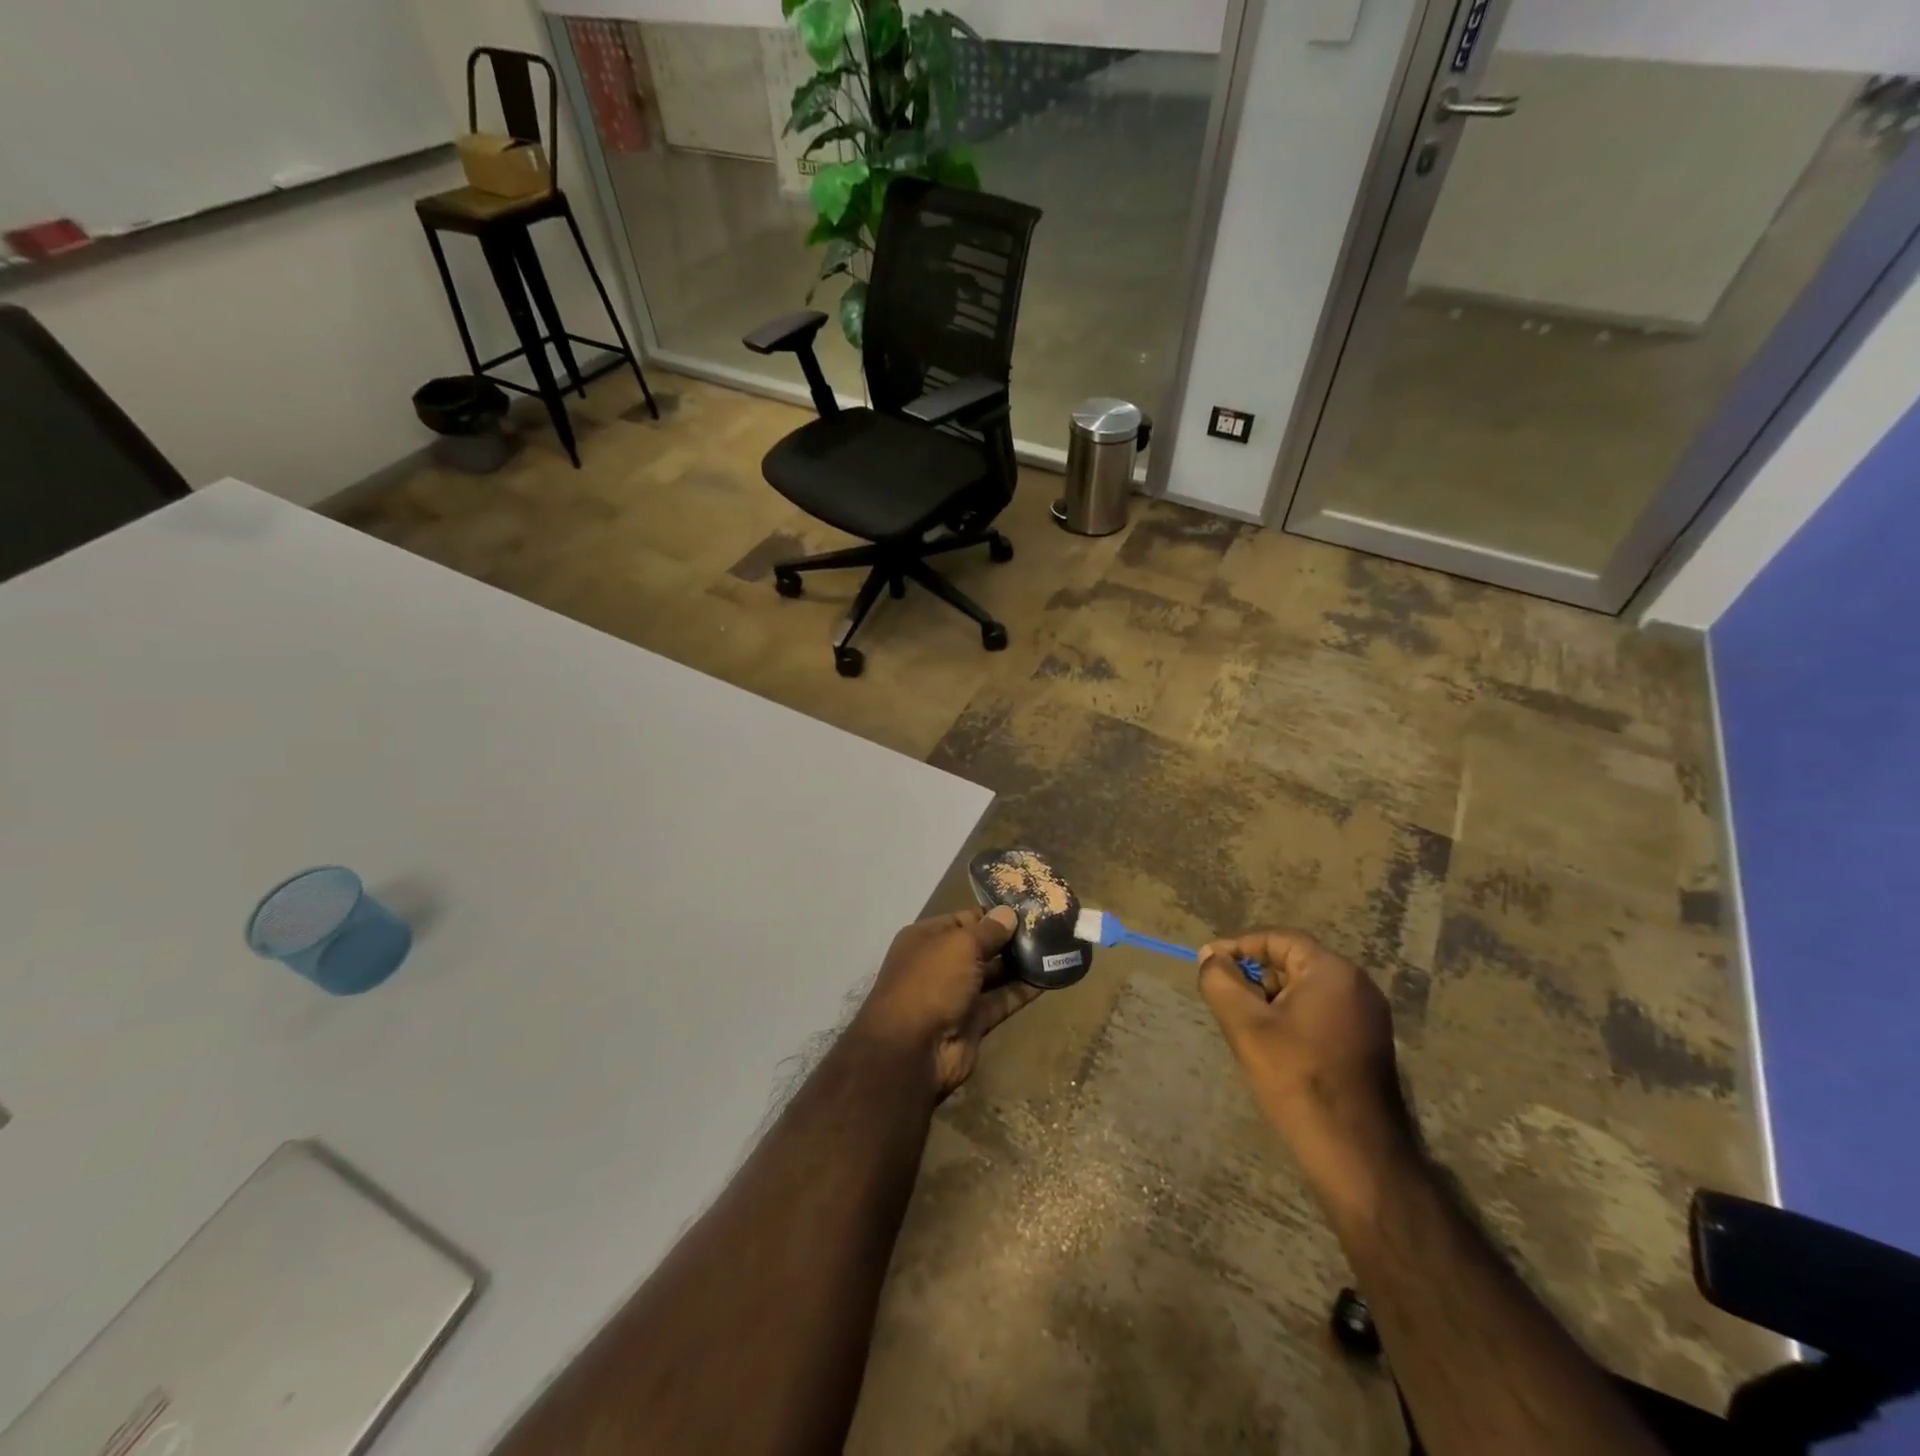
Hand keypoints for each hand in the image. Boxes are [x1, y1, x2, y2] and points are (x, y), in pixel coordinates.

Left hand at [853, 907, 1041, 1099]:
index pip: (965, 919)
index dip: (994, 915)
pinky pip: (1001, 1000)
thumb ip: (988, 931)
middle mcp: (940, 963)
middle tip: (1049, 928)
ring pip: (993, 974)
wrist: (912, 1050)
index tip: (1029, 909)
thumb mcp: (960, 945)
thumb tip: (1008, 913)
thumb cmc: (931, 982)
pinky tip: (1049, 979)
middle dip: (1010, 938)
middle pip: (980, 946)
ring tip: (1053, 949)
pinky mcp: (973, 1022)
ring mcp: (956, 994)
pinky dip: (1022, 991)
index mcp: (927, 938)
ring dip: (1020, 964)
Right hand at [1197, 931, 1417, 1219]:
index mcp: (1333, 972)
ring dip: (1271, 1001)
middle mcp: (1358, 986)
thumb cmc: (1297, 1079)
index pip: (1277, 939)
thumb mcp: (1245, 1025)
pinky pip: (1321, 1014)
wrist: (1356, 1155)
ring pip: (1305, 991)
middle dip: (1254, 978)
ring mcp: (1368, 1017)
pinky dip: (1292, 1020)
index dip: (1238, 948)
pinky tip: (1275, 1050)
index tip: (1207, 965)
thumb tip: (1209, 956)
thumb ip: (1220, 981)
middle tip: (1226, 1003)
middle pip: (1292, 963)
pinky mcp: (1368, 1045)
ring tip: (1246, 1030)